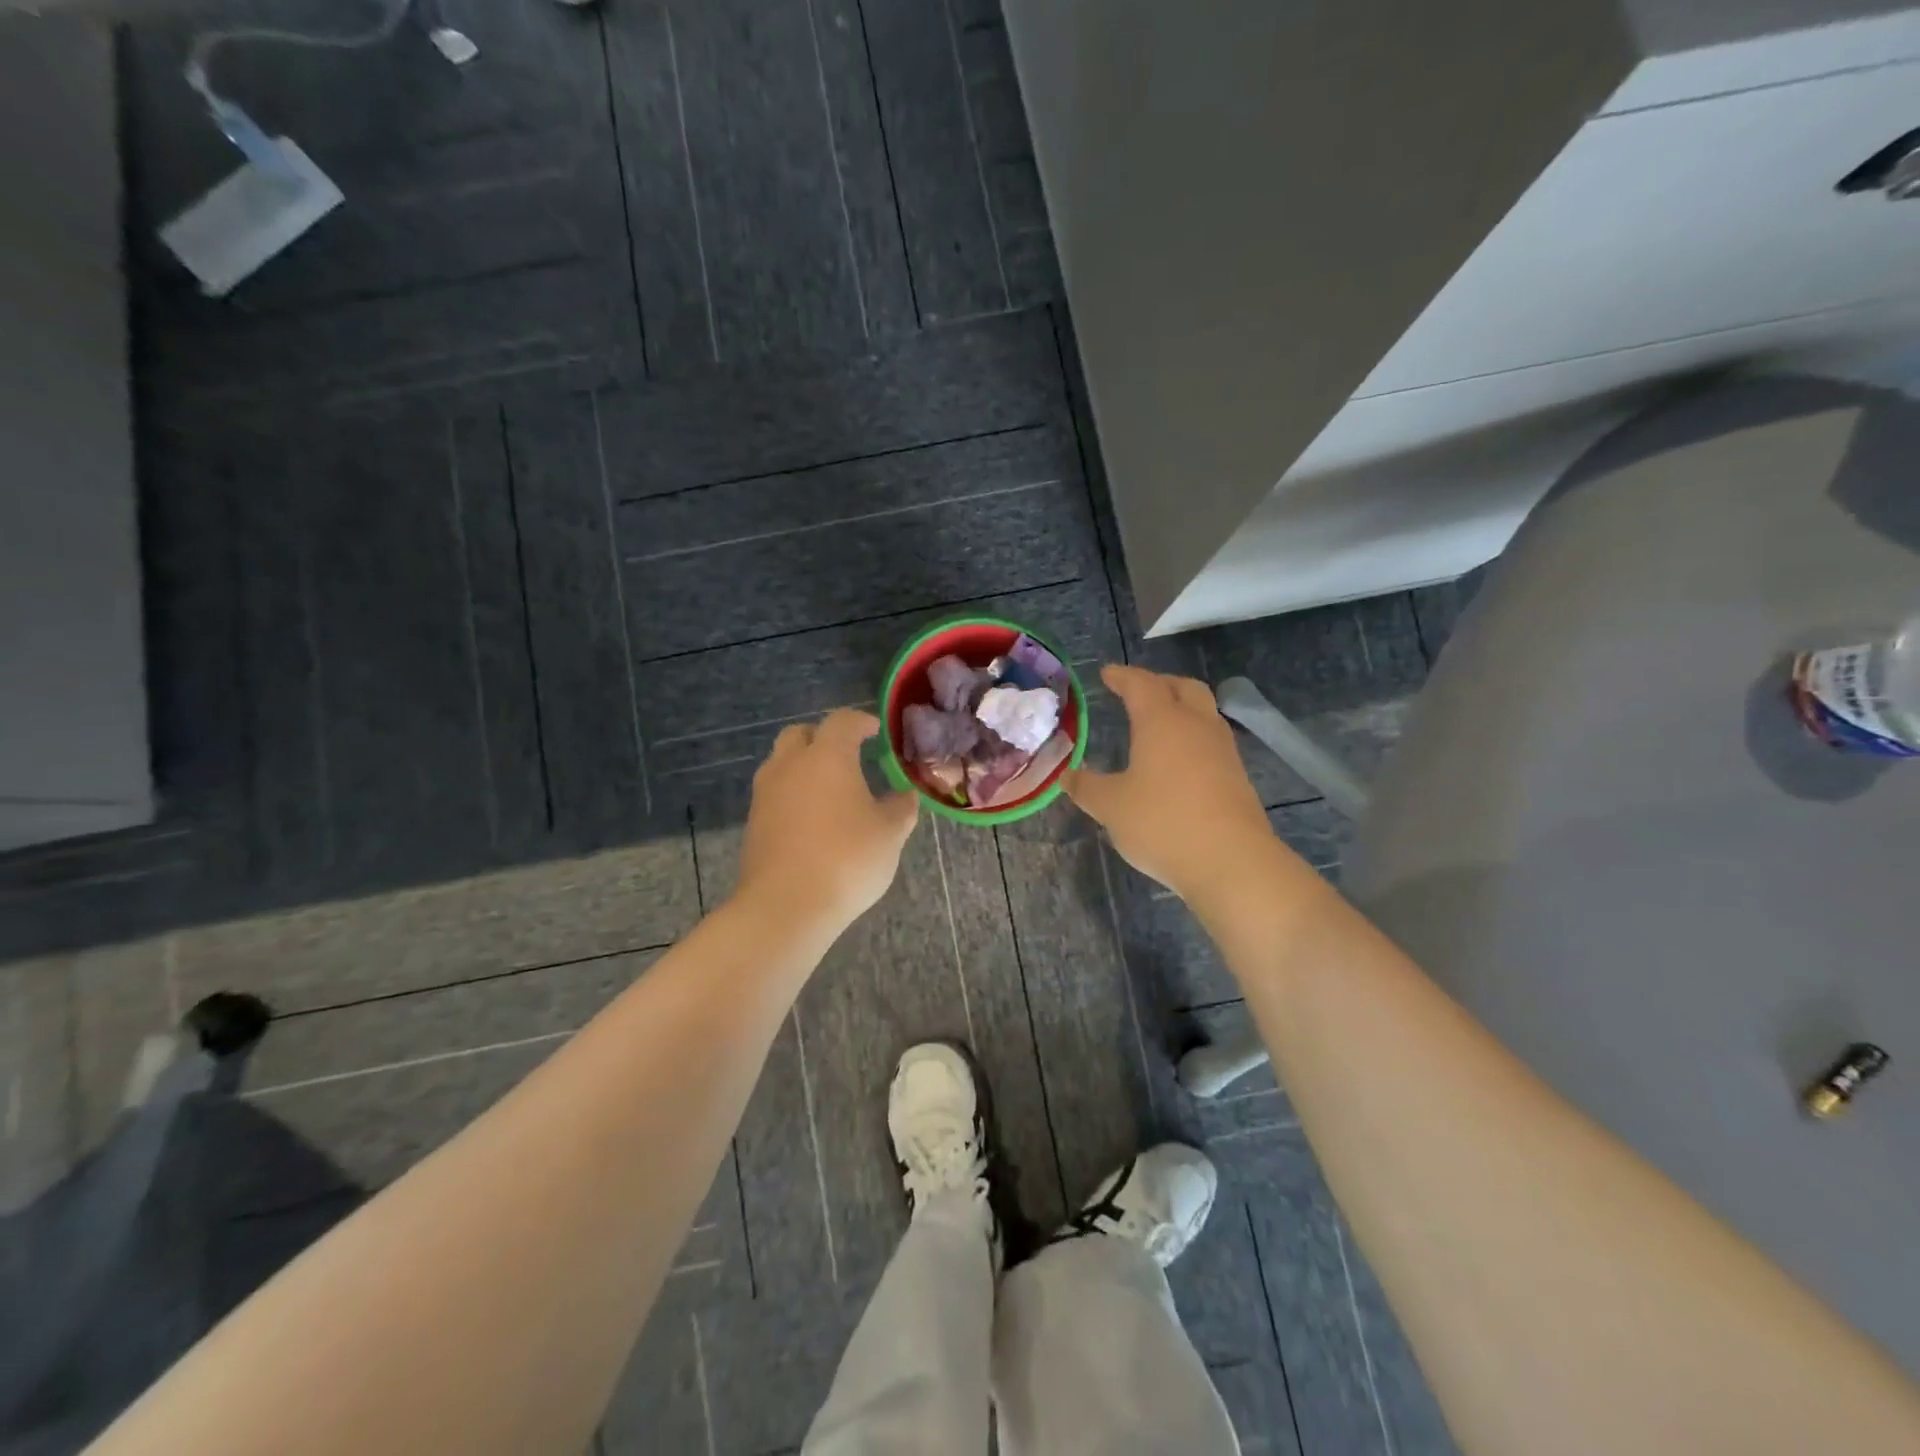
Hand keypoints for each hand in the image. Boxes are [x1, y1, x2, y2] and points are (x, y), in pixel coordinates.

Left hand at [736, 709, 918, 933]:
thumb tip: (905, 796)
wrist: (786, 906)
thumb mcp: (890, 834)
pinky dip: (792, 795)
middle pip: (800, 734)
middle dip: (823, 737)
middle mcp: (790, 765)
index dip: (860, 721)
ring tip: (829, 789)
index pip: (842, 721)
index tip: (875, 731)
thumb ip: (901, 808)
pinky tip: (812, 820)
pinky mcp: (753, 823)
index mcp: (827, 757)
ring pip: (782, 763)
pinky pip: (774, 794)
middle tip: (847, 754)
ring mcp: (766, 794)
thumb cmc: (847, 859)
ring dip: (803, 766)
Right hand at [1066, 665, 1273, 903]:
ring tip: (1158, 725)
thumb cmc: (1162, 823)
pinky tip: (1178, 762)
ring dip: (1181, 709)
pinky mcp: (1237, 776)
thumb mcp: (1110, 806)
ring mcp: (1223, 750)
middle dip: (1159, 683)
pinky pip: (1211, 741)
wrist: (1231, 862)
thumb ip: (1086, 787)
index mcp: (1162, 721)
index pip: (1141, 684)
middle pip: (1183, 687)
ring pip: (1203, 712)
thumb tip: (1067, 776)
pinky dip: (1192, 738)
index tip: (1107, 674)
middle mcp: (1196, 725)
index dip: (1122, 676)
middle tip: (1137, 692)